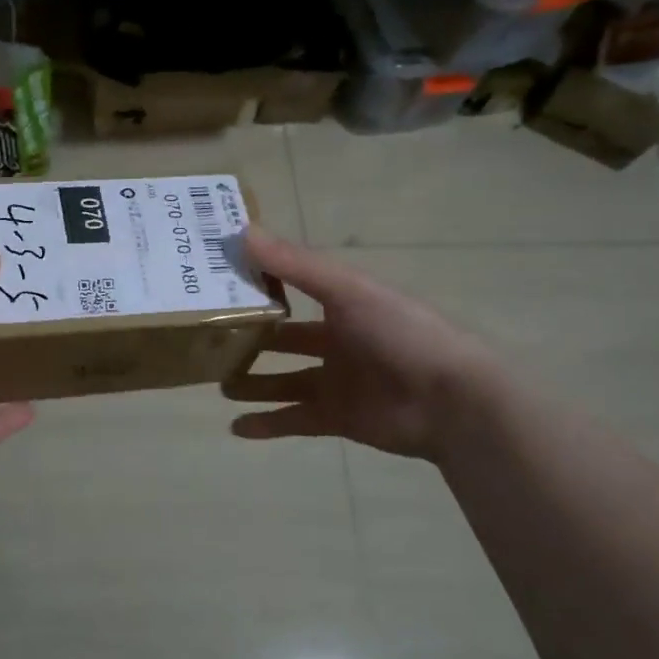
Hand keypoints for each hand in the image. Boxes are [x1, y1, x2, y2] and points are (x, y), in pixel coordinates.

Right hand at [223, 229, 500, 459]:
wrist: (450, 401)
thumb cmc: (400, 334)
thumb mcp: (347, 290)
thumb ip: (295, 264)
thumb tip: (241, 231)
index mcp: (342, 304)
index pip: (290, 290)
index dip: (256, 285)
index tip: (214, 282)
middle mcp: (337, 340)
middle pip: (283, 339)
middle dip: (250, 341)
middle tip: (209, 341)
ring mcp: (337, 382)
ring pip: (284, 382)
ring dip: (253, 383)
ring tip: (217, 384)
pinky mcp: (338, 418)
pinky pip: (294, 420)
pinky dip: (267, 424)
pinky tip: (235, 427)